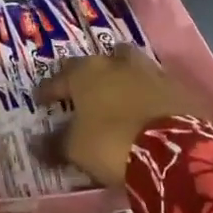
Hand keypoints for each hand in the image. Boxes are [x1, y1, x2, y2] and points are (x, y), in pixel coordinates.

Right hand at [35, 46, 202, 188]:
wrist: (175, 151)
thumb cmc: (113, 144)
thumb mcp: (76, 149)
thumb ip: (55, 143)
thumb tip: (35, 144)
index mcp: (86, 73)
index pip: (59, 78)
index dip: (48, 90)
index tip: (40, 100)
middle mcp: (116, 63)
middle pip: (97, 62)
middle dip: (87, 75)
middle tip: (82, 92)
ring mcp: (150, 71)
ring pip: (129, 65)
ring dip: (121, 77)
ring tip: (116, 95)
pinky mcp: (177, 87)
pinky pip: (155, 85)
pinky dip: (147, 94)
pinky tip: (146, 108)